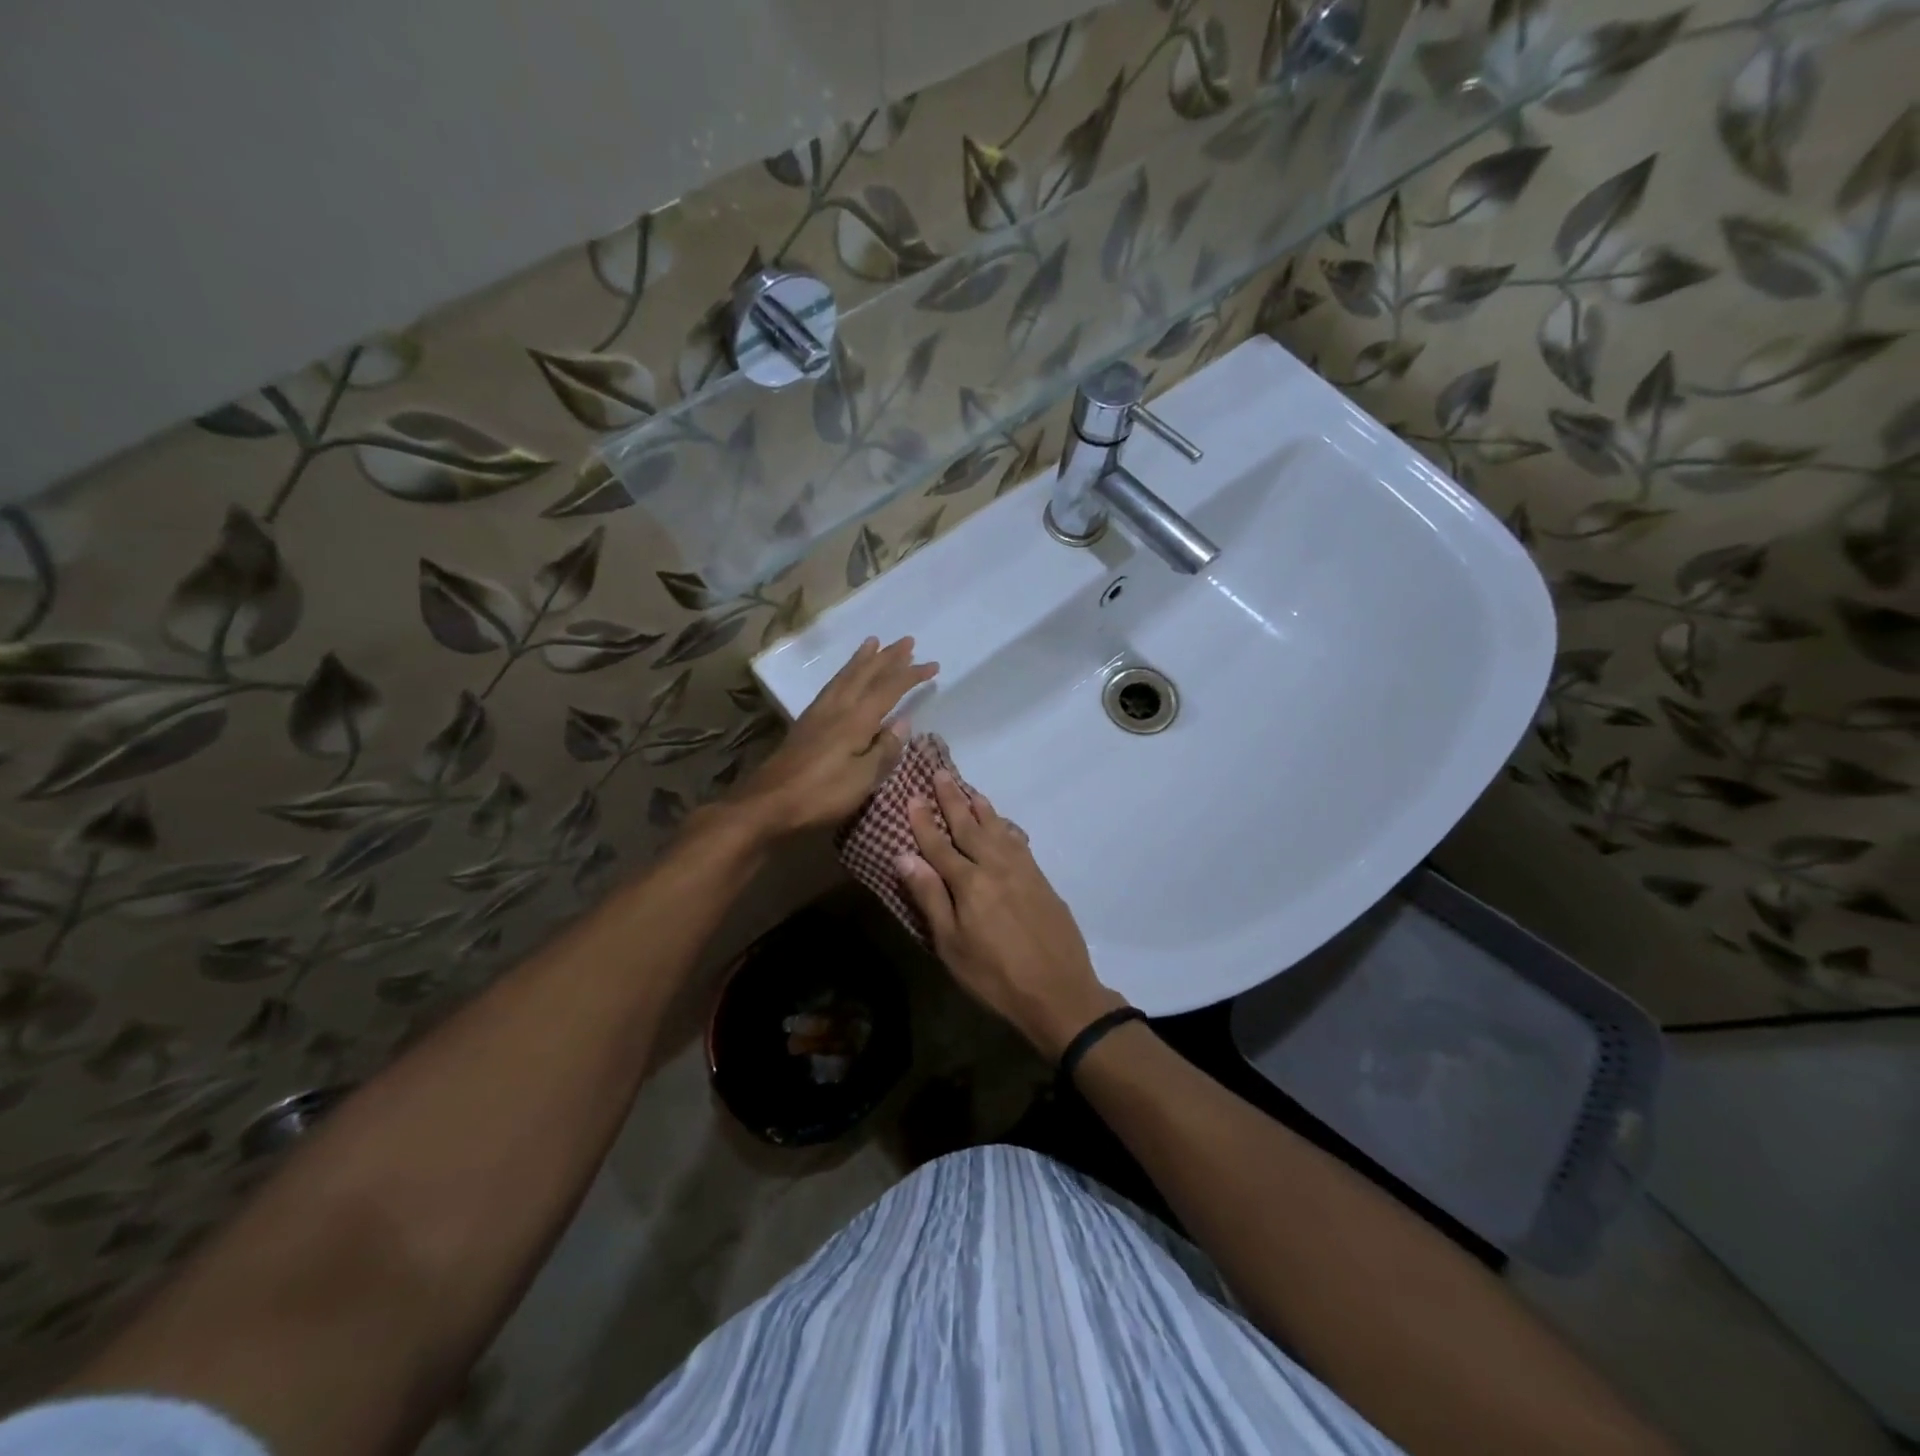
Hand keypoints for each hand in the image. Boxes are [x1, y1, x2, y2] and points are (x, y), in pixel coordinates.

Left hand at [729, 636, 937, 836]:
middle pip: (865, 675)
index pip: (889, 690)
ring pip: (844, 677)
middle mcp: (837, 708)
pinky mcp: (805, 724)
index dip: (911, 675)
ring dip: (862, 659)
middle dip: (888, 657)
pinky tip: (844, 679)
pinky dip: (843, 674)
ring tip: (873, 643)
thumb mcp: (862, 779)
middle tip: (906, 640)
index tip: (933, 665)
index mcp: (855, 720)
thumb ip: (884, 750)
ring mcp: (818, 714)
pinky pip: (831, 686)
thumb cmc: (820, 795)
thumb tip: (903, 722)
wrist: (767, 803)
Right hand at [897, 769, 1125, 1058]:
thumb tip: (904, 856)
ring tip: (969, 789)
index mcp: (969, 883)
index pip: (939, 845)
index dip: (924, 821)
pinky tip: (1003, 823)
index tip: (912, 796)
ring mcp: (1022, 871)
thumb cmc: (994, 976)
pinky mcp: (1041, 879)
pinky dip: (1007, 827)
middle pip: (969, 827)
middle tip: (940, 773)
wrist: (1058, 991)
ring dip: (981, 808)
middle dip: (952, 800)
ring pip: (997, 829)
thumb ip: (930, 897)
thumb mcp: (951, 945)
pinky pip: (1019, 842)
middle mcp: (995, 867)